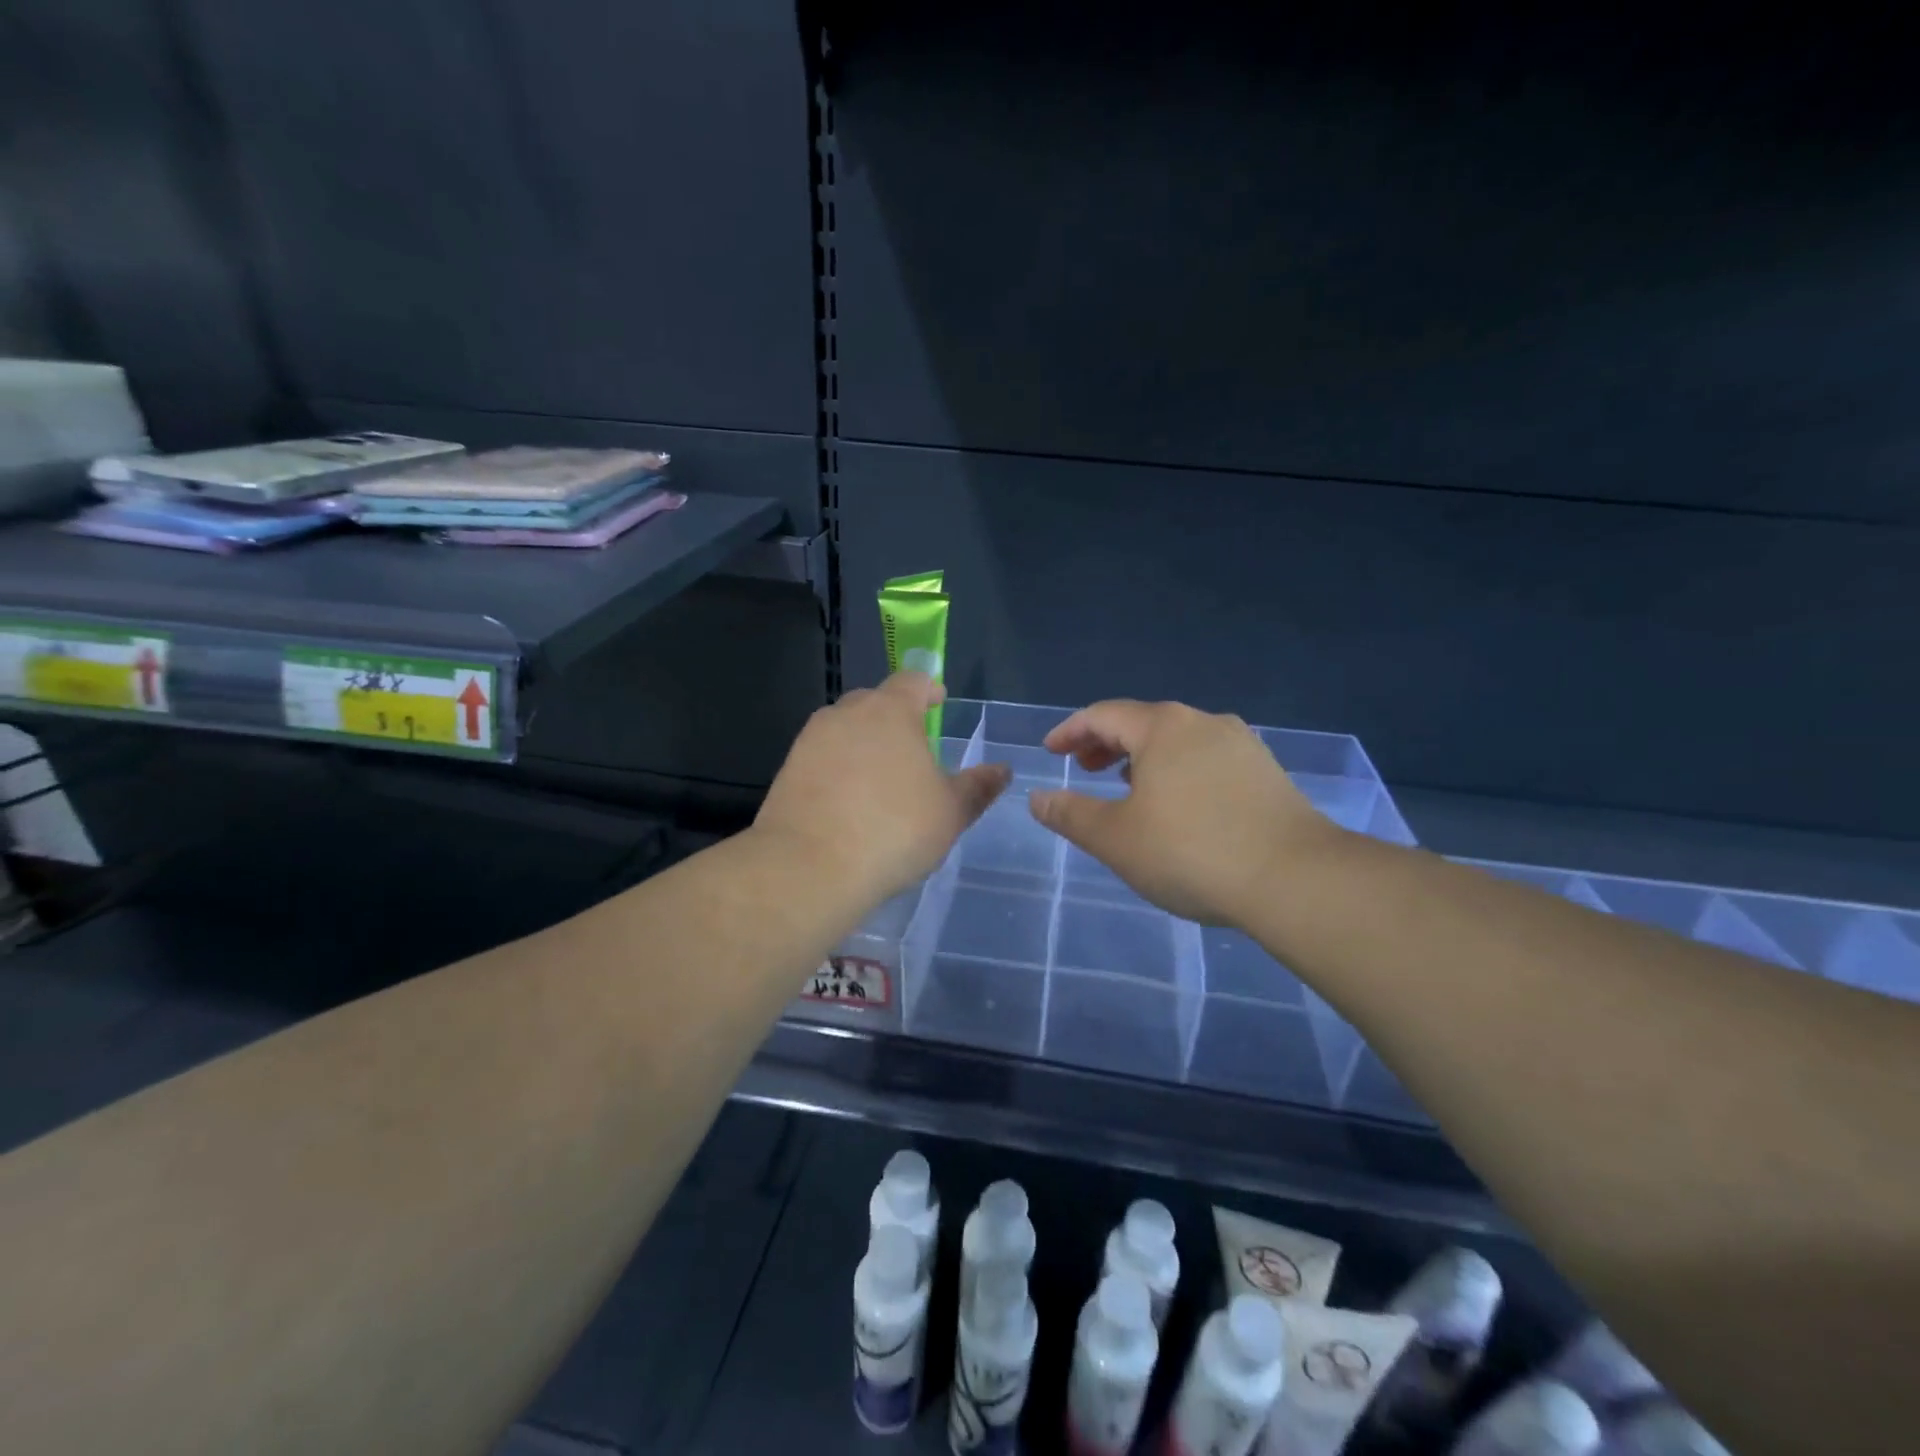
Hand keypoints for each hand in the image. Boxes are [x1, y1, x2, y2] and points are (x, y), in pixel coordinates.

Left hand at [755, 672, 1010, 905]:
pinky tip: (849, 803)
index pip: (912, 681)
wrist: (810, 866)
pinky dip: (838, 769)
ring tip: (881, 779)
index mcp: (890, 711)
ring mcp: (811, 740)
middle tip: (913, 747)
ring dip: (864, 744)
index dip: (928, 689)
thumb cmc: (894, 829)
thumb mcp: (950, 812)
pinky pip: (822, 758)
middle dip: (894, 717)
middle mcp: (847, 714)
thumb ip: (977, 787)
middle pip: (875, 702)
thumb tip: (1002, 770)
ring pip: (844, 730)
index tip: (938, 702)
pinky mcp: (788, 770)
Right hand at [1029, 700, 1338, 926]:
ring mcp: (1241, 745)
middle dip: (1107, 743)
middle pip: (1143, 722)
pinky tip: (1180, 804)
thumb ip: (1071, 815)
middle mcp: (1203, 722)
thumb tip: (1037, 798)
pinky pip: (1207, 759)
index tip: (1051, 751)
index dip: (1071, 731)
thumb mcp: (1115, 838)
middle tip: (1084, 768)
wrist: (1296, 878)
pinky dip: (1178, 770)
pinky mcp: (1266, 772)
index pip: (1103, 714)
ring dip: (1143, 757)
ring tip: (1127, 786)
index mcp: (1162, 727)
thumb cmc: (1190, 852)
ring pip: (1178, 740)